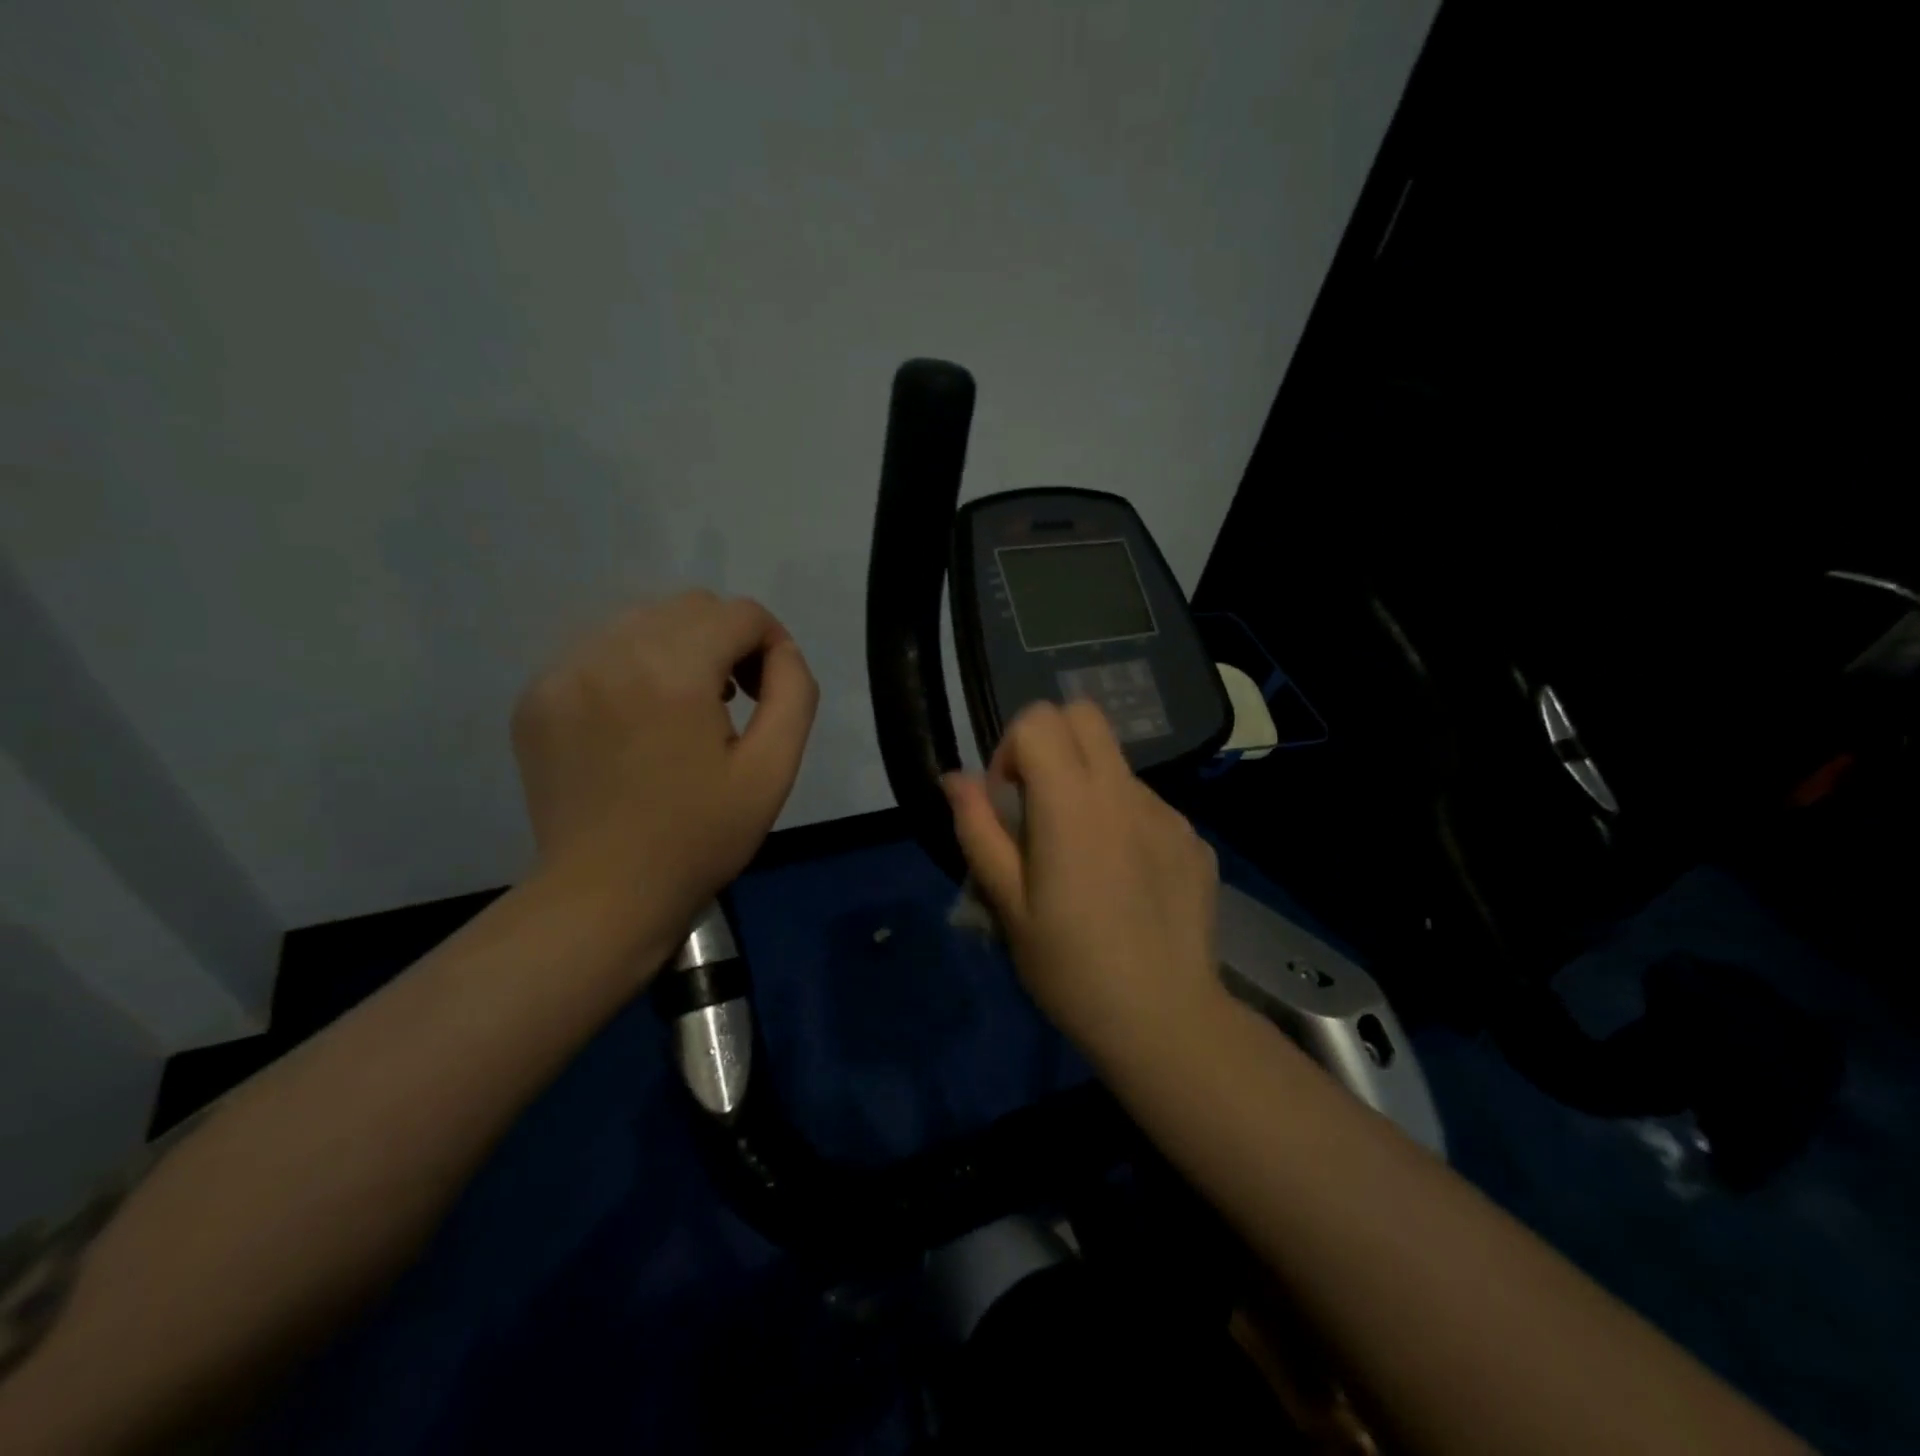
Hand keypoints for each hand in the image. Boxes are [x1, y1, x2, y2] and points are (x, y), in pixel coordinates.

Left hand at [511, 590, 817, 947]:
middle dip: (725, 642)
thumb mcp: (773, 770)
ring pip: (643, 621)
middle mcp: (612, 652)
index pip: (739, 613)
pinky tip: (636, 723)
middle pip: (690, 607)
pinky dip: (631, 669)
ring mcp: (564, 670)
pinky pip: (600, 650)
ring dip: (678, 650)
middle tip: (730, 701)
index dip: (770, 644)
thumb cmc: (700, 836)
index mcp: (674, 670)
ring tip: (682, 710)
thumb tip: (782, 652)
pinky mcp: (538, 694)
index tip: (767, 692)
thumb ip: (794, 693)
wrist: (604, 893)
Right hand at [944, 701, 1224, 1059]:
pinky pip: (1148, 807)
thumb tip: (955, 778)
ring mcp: (1168, 813)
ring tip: (1086, 860)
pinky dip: (1124, 822)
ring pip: (1116, 765)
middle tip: (1039, 805)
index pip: (1039, 719)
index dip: (1011, 749)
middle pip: (1084, 715)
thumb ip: (978, 830)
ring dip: (1088, 788)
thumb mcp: (1007, 903)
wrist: (1164, 1019)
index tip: (1008, 803)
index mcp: (1072, 802)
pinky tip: (1126, 882)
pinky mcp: (1194, 839)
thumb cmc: (1069, 967)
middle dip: (1051, 742)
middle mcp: (1124, 792)